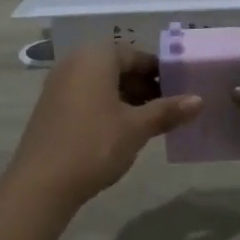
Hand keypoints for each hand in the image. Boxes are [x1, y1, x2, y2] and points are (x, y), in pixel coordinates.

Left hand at [0, 41, 202, 213]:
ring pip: (102, 83)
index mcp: (96, 56)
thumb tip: (199, 100)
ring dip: (127, 98)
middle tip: (169, 108)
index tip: (181, 91)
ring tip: (151, 122)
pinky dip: (106, 106)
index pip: (137, 56)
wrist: (41, 183)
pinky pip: (86, 95)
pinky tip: (122, 130)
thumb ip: (167, 111)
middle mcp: (75, 62)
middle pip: (118, 67)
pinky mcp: (51, 105)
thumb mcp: (136, 128)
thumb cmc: (95, 145)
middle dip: (144, 86)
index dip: (161, 73)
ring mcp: (59, 83)